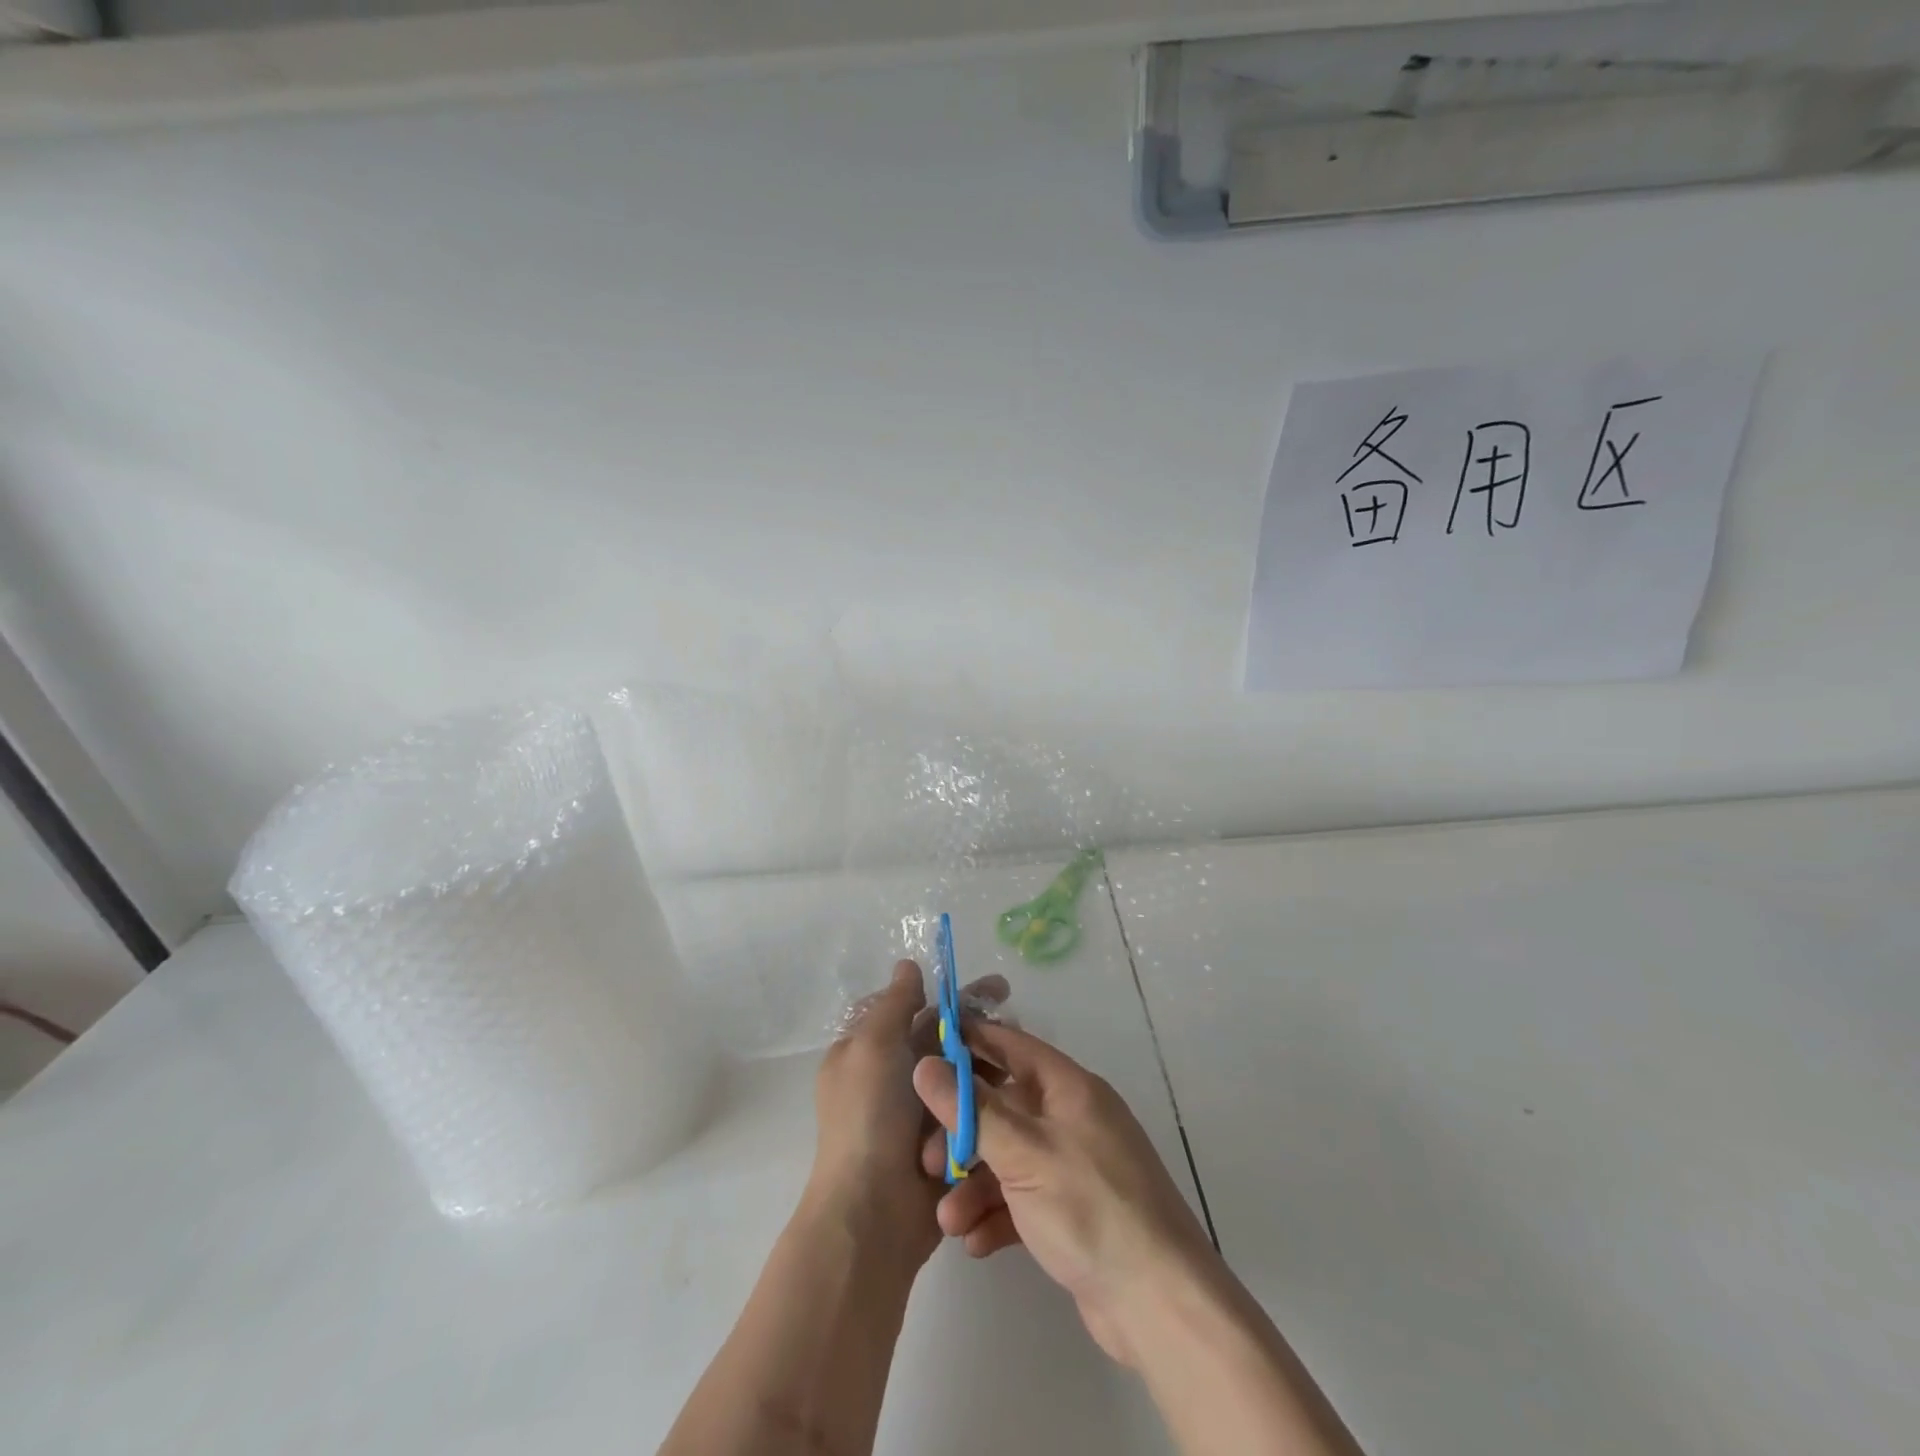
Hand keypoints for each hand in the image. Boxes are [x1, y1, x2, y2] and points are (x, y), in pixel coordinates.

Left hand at [809, 961, 1007, 1270]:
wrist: (873, 1214)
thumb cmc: (868, 1118)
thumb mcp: (873, 1046)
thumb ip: (895, 1004)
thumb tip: (908, 965)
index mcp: (868, 1052)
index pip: (910, 1009)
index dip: (946, 993)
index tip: (984, 987)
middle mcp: (892, 1078)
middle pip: (940, 1039)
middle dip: (975, 1024)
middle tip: (1015, 1013)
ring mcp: (919, 1114)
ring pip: (960, 1074)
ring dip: (987, 1061)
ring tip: (1023, 1051)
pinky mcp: (944, 1144)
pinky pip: (970, 1110)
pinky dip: (989, 1099)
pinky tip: (1020, 1088)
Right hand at [913, 1019, 1215, 1366]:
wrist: (1158, 1305)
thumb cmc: (1090, 1208)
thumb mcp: (1024, 1153)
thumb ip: (972, 1109)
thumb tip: (925, 1064)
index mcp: (1070, 1089)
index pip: (1012, 1045)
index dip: (969, 1042)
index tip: (924, 1047)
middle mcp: (1072, 1119)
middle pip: (1004, 1107)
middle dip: (962, 1132)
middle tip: (924, 1158)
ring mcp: (1074, 1167)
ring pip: (1009, 1159)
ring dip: (974, 1185)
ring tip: (947, 1220)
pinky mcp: (1073, 1213)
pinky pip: (1023, 1200)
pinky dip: (997, 1215)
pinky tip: (975, 1242)